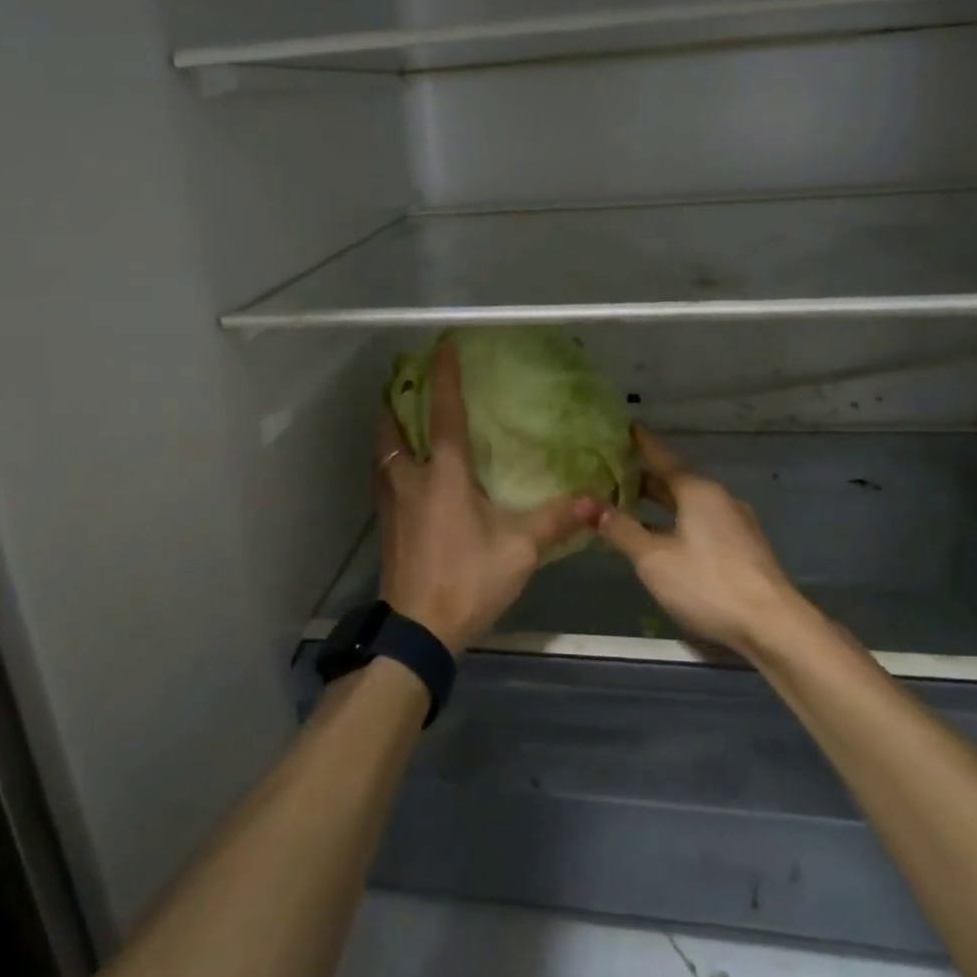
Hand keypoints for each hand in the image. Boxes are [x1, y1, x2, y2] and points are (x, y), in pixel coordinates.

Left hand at [374, 342, 599, 653]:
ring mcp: (392, 503)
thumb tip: (594, 498)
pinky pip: (383, 477)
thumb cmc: (468, 580)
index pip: (444, 414)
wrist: (418, 631)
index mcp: (444, 475)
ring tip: (402, 419)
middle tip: (408, 383)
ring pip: (382, 453)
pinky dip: (390, 460)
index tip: (442, 346)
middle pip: (392, 427)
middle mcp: (411, 479)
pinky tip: (405, 472)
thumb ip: (556, 520)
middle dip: (397, 400)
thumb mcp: (520, 551)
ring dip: (389, 429)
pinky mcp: (386, 525)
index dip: (444, 376)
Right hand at [596, 428, 814, 654]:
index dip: (640, 442)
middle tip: (612, 470)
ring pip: (688, 502)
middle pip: (675, 479)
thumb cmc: (706, 582)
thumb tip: (586, 504)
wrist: (771, 625)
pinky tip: (660, 536)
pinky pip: (700, 521)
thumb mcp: (653, 558)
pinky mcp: (740, 547)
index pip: (662, 455)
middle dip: (644, 476)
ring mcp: (733, 523)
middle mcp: (718, 498)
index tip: (623, 426)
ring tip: (629, 503)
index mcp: (697, 490)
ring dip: (659, 502)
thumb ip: (620, 529)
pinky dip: (675, 520)